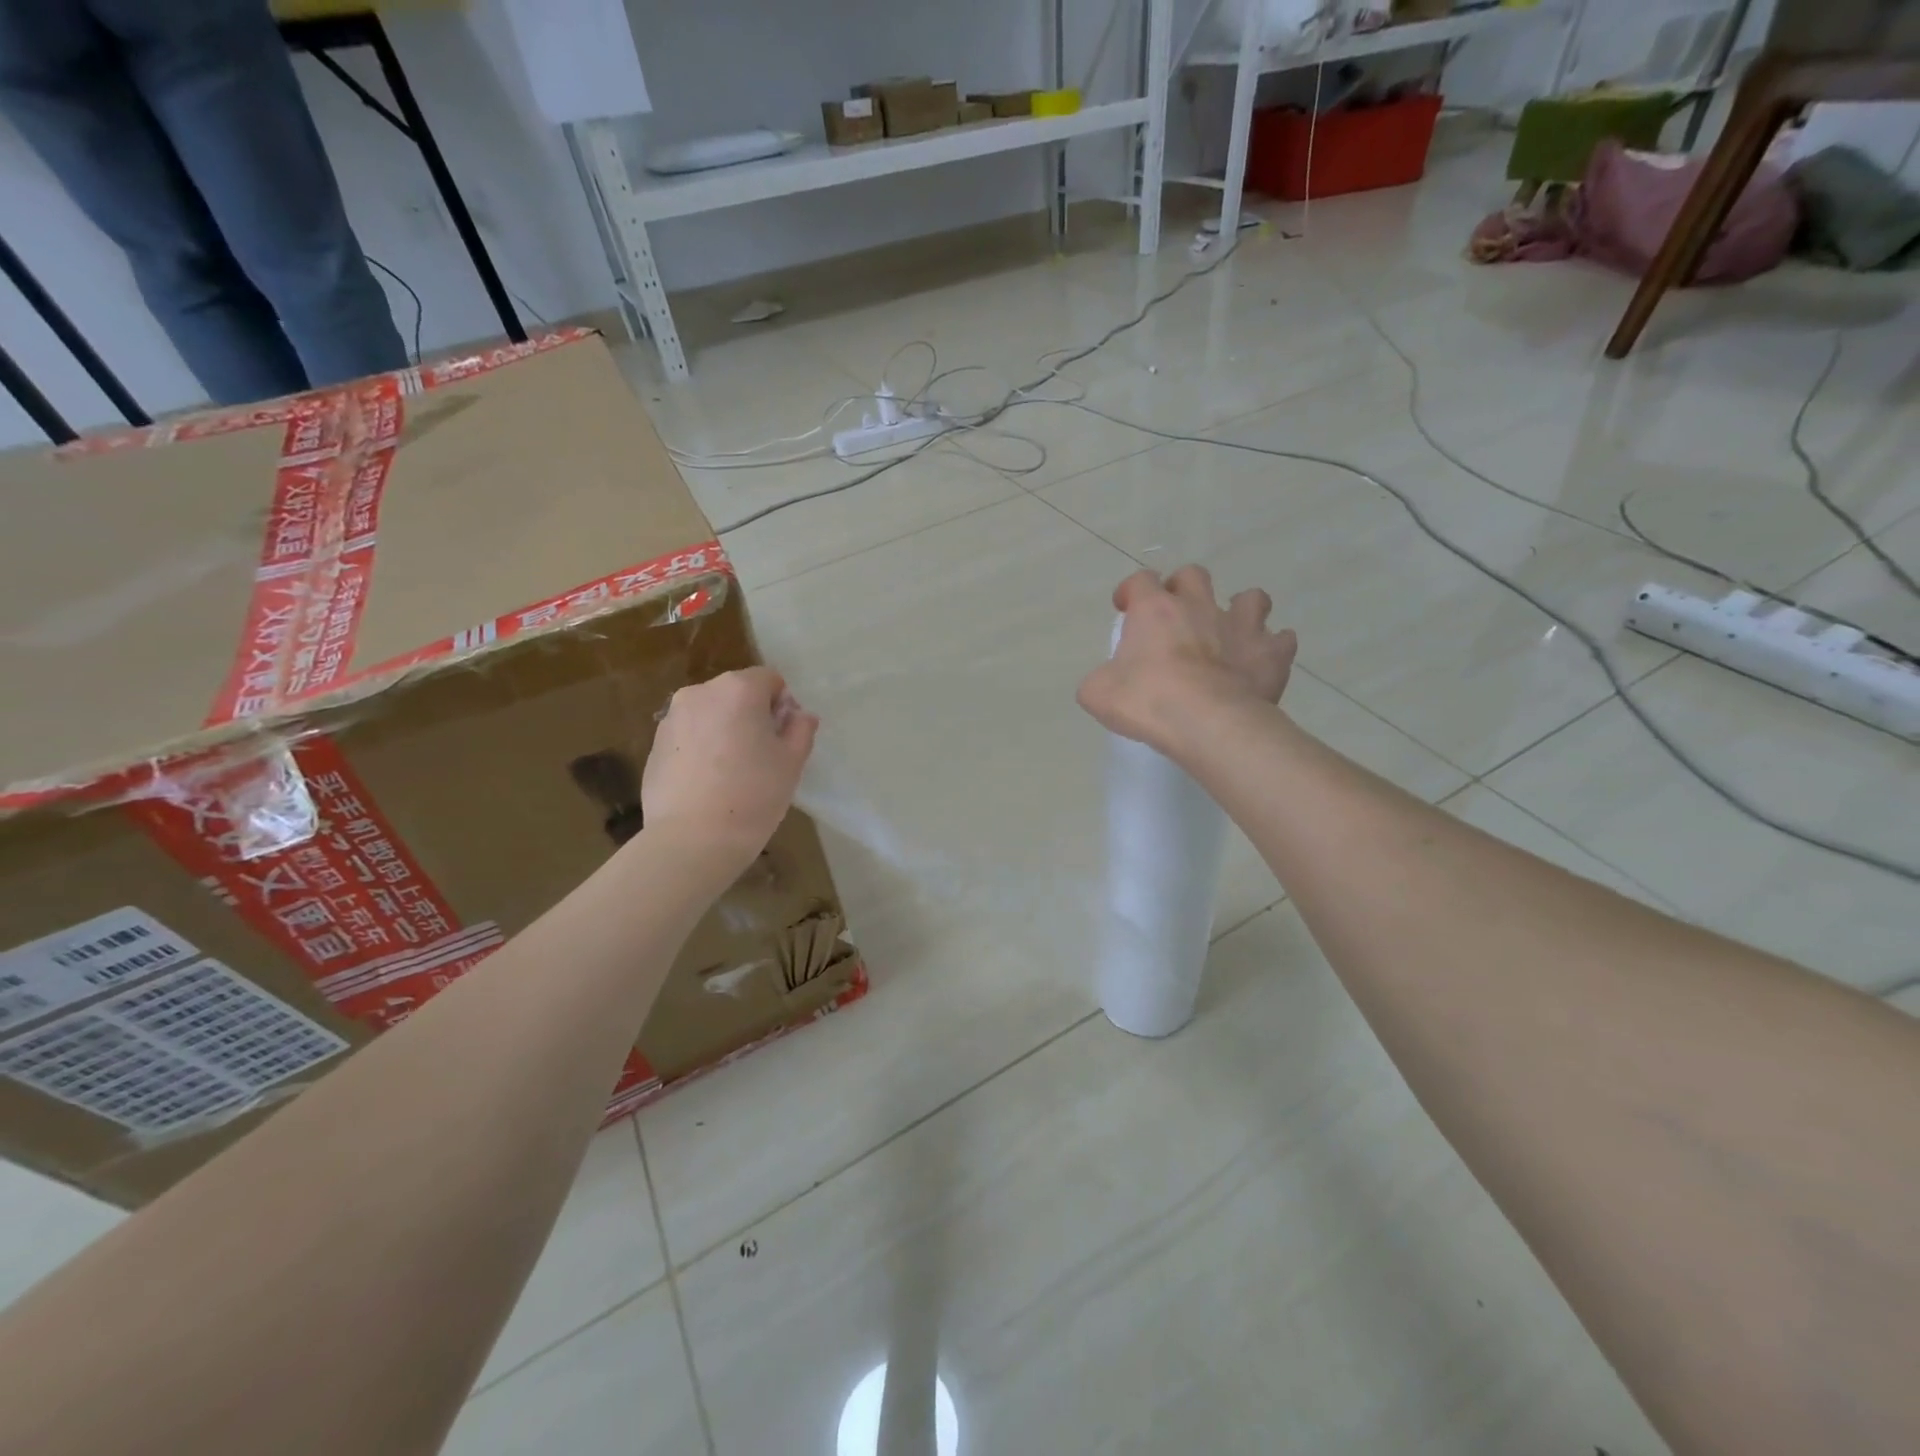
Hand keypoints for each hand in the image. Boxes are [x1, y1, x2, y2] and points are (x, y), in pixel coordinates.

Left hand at [642, 667, 819, 874]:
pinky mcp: (654, 744)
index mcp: (738, 690)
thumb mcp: (792, 762)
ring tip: (732, 771)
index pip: (769, 679)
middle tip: (762, 755)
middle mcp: (700, 693)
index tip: (784, 737)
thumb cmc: (753, 795)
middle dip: (752, 714)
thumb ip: (800, 729)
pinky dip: (701, 748)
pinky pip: (689, 735)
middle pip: (736, 693)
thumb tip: (800, 715)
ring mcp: (672, 718)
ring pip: (710, 714)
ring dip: (724, 730)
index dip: (782, 704)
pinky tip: (708, 782)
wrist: (693, 839)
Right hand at [1077, 566, 1296, 758]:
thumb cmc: (1146, 701)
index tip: (1125, 609)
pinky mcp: (1271, 653)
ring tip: (1231, 634)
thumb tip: (1105, 682)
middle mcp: (1199, 606)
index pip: (1139, 580)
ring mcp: (1241, 626)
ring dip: (1241, 610)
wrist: (1206, 721)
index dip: (1130, 591)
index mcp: (1154, 609)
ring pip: (1251, 597)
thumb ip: (1099, 679)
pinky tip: (1262, 663)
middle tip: (1177, 617)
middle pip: (1194, 575)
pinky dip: (1273, 648)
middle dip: (1185, 590)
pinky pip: (1282, 640)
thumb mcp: (1097, 693)